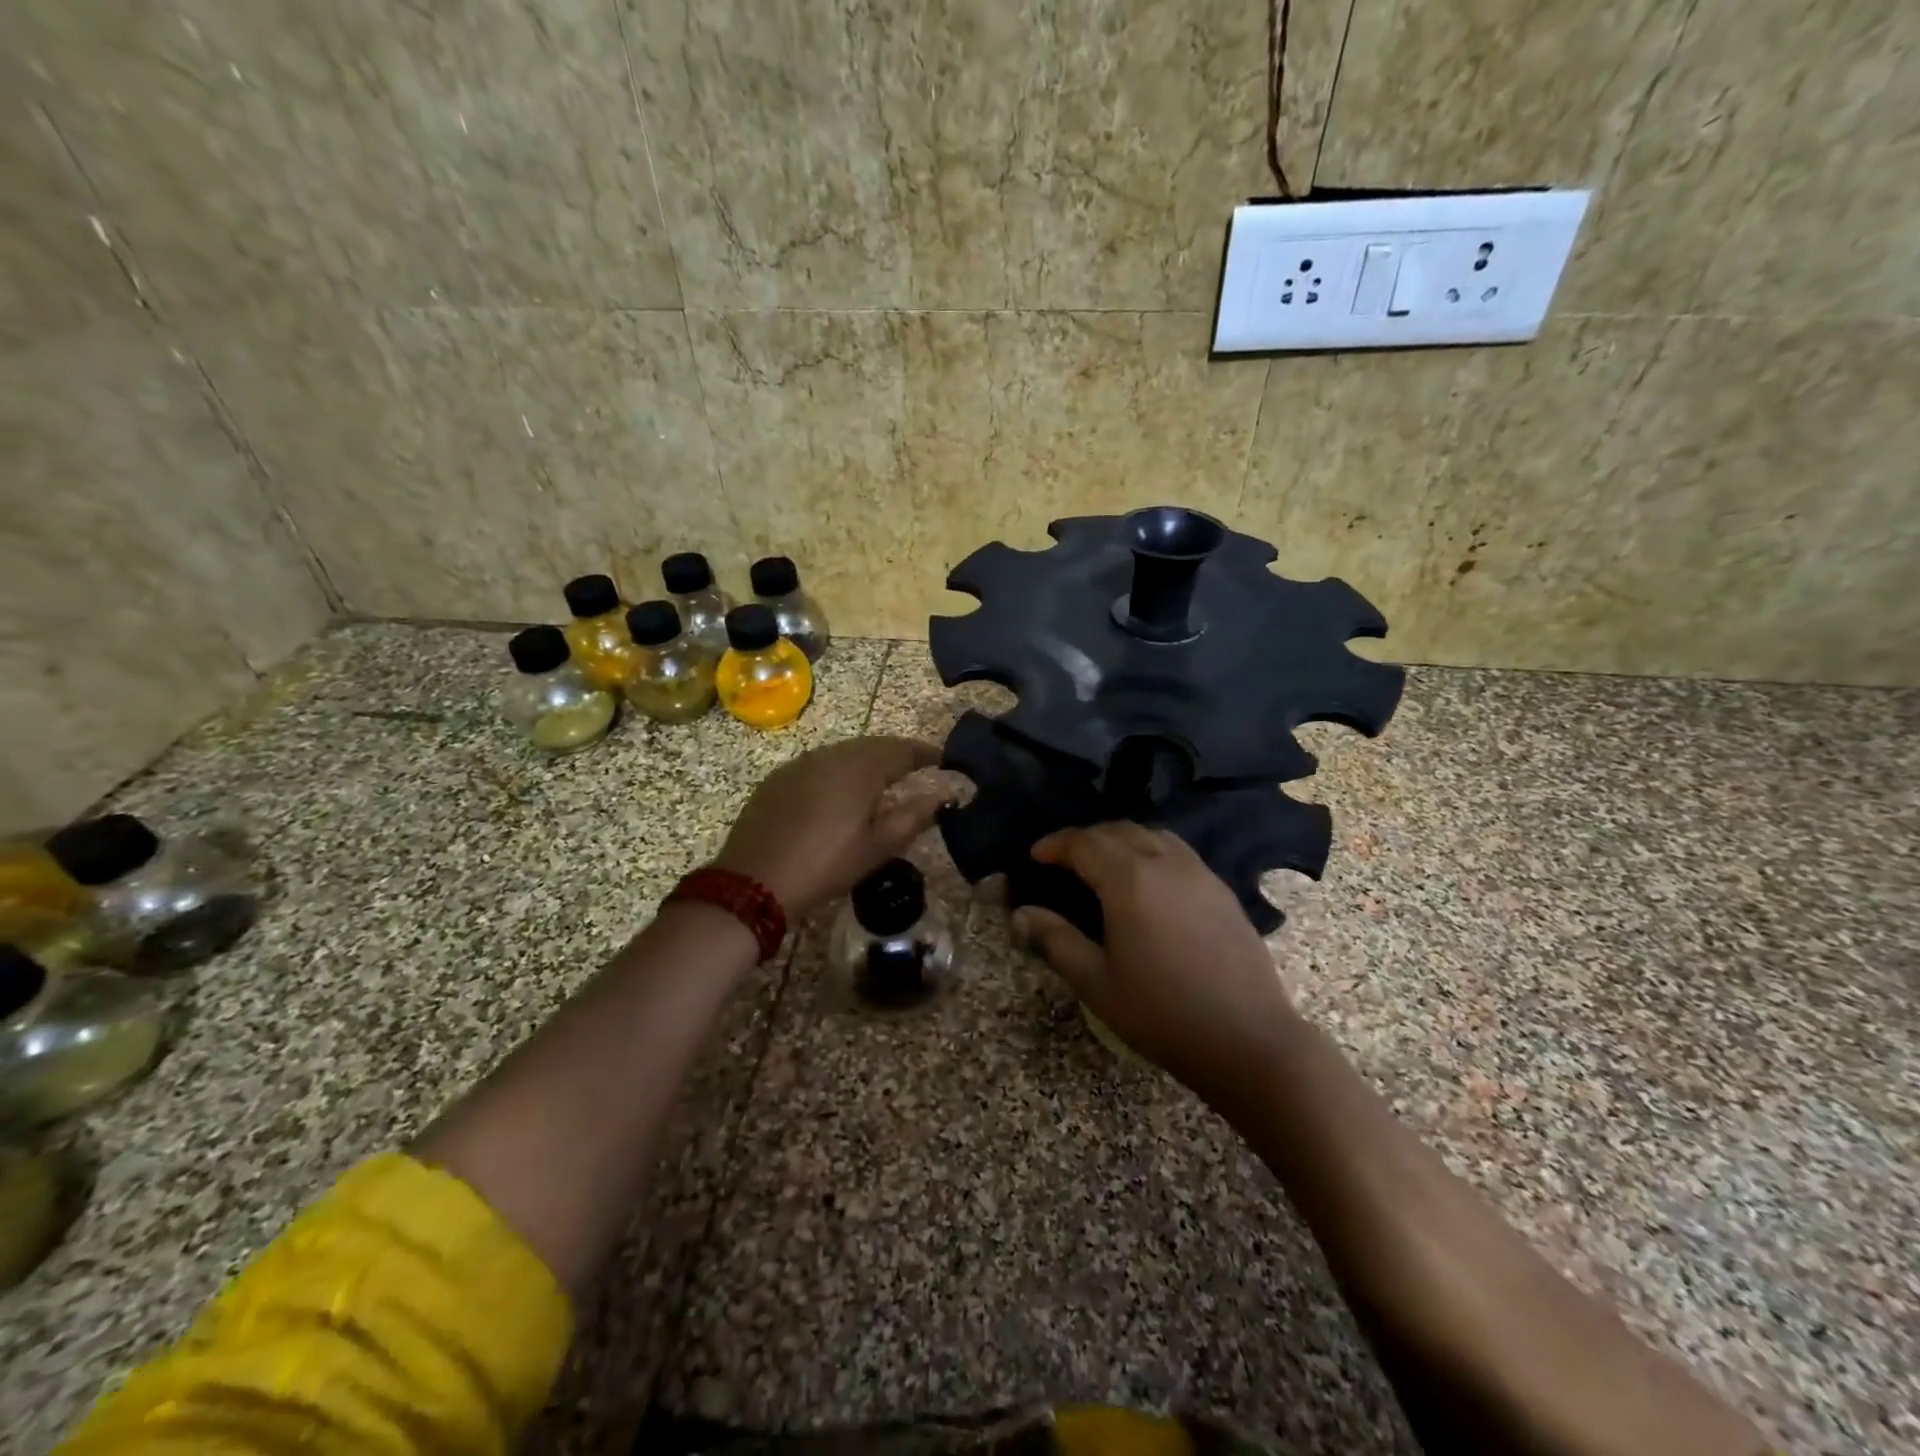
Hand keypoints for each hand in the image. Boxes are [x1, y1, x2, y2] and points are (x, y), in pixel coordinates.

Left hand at [715, 736, 943, 916]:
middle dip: (897, 755)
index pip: (902, 749)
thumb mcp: (877, 847)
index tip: (944, 761)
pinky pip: (819, 765)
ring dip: (867, 761)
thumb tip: (944, 797)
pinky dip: (839, 771)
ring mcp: (800, 764)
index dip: (925, 754)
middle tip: (917, 770)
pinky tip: (840, 793)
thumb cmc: (825, 864)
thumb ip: (913, 817)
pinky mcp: (778, 779)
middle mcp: (830, 755)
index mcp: (859, 767)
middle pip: (873, 746)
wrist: (754, 881)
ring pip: (844, 753)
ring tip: (883, 781)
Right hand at [1011, 823, 1294, 1101]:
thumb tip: (1021, 913)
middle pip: (1118, 830)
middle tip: (1064, 860)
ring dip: (1121, 840)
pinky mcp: (1222, 889)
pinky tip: (1148, 883)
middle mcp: (1165, 863)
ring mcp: (1199, 873)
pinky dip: (1151, 851)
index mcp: (1129, 881)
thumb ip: (1056, 940)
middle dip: (1086, 838)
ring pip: (1152, 835)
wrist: (1248, 1039)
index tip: (1035, 856)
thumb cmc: (1162, 1014)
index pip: (1084, 842)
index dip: (1055, 844)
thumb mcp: (1096, 982)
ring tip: (1103, 865)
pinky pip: (1178, 852)